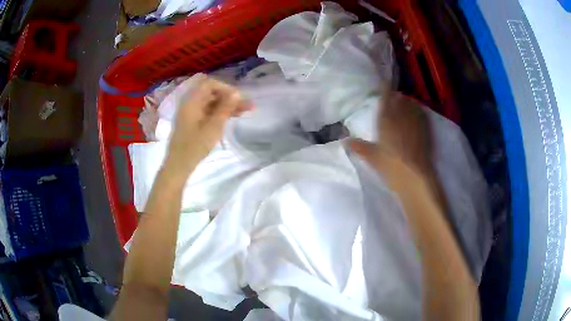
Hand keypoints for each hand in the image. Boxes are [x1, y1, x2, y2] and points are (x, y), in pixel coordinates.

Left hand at [164, 75, 250, 175]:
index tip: (238, 97)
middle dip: (230, 98)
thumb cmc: (195, 146)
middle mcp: (191, 104)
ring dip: (227, 106)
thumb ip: (225, 108)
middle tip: (247, 106)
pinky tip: (232, 117)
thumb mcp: (213, 127)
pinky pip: (208, 112)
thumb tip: (236, 92)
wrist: (179, 165)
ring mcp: (191, 114)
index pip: (209, 84)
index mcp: (192, 102)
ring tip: (245, 111)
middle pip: (212, 94)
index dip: (225, 88)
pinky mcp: (193, 123)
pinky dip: (220, 113)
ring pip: (212, 104)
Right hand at [350, 88, 432, 183]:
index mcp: (386, 118)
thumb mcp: (371, 156)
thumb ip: (358, 146)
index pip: (386, 97)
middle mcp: (401, 115)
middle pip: (400, 98)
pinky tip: (417, 114)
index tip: (384, 83)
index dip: (385, 89)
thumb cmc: (390, 164)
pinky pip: (422, 113)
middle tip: (393, 99)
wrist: (413, 175)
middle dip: (396, 96)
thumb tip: (343, 140)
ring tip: (405, 105)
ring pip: (411, 104)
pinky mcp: (425, 129)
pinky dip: (418, 110)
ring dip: (407, 102)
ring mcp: (415, 121)